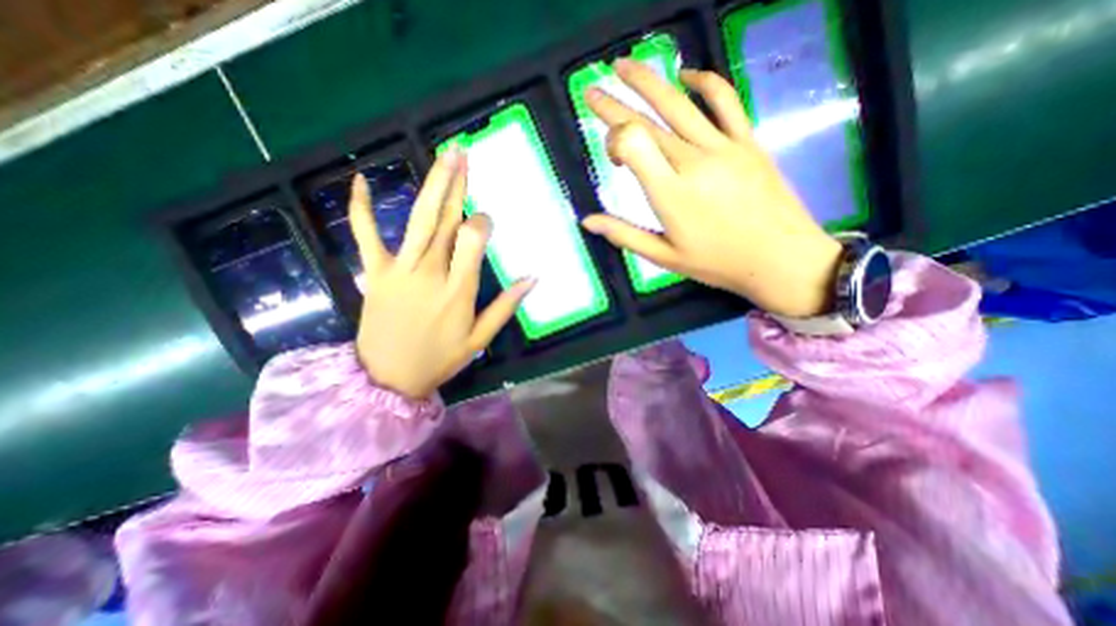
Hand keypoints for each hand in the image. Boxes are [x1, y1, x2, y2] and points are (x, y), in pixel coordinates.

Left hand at [354, 150, 535, 398]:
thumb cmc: (439, 360)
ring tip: (444, 157)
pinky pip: (365, 235)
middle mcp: (430, 273)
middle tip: (464, 154)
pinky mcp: (375, 272)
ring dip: (432, 185)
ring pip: (418, 220)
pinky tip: (360, 179)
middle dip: (457, 185)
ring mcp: (399, 269)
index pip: (473, 241)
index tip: (486, 220)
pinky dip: (361, 207)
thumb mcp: (480, 339)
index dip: (482, 223)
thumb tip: (533, 278)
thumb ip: (506, 306)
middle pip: (446, 221)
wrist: (387, 378)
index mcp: (458, 290)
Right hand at [586, 59, 837, 317]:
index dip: (613, 139)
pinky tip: (687, 74)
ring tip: (624, 65)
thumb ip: (624, 235)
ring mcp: (723, 146)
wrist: (779, 258)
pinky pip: (725, 100)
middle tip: (593, 89)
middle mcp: (692, 161)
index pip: (632, 142)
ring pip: (679, 103)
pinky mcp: (747, 141)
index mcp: (670, 193)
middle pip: (647, 120)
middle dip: (615, 103)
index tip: (614, 159)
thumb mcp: (664, 257)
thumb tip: (587, 221)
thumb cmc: (716, 263)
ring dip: (648, 80)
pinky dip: (705, 81)